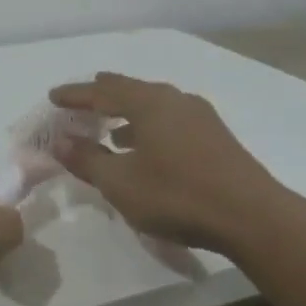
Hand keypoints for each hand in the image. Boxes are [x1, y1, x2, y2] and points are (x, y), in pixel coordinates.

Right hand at [48, 73, 305, 256]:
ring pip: (152, 104)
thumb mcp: (121, 183)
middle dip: (102, 96)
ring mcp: (199, 115)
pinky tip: (145, 149)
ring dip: (126, 114)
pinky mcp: (214, 135)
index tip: (53, 97)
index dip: (74, 95)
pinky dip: (147, 126)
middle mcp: (174, 99)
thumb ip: (88, 160)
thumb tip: (61, 142)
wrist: (251, 216)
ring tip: (109, 129)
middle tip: (80, 102)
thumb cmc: (177, 196)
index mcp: (148, 103)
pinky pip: (169, 119)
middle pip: (129, 90)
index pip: (101, 92)